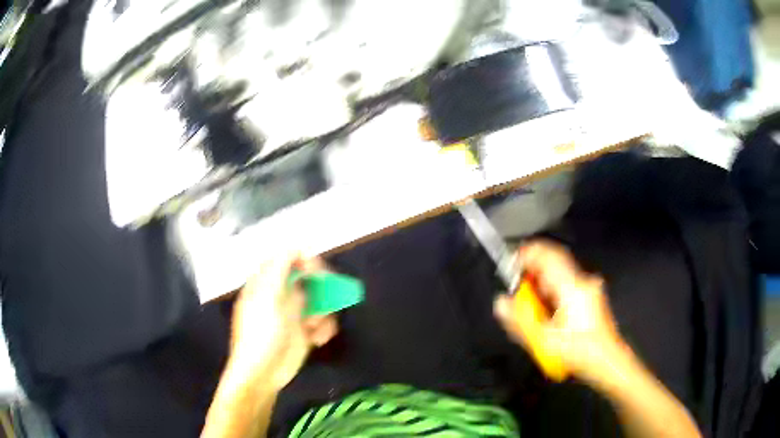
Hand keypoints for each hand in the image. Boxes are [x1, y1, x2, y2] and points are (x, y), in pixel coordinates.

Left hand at [229, 253, 338, 389]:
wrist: (262, 373)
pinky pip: (323, 322)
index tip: (317, 271)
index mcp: (267, 283)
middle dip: (320, 289)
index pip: (288, 259)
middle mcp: (281, 295)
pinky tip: (317, 339)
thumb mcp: (268, 295)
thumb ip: (281, 268)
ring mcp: (293, 314)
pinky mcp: (304, 332)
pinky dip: (324, 329)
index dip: (305, 260)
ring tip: (316, 325)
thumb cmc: (261, 332)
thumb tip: (296, 246)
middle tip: (328, 296)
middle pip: (308, 279)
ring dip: (324, 312)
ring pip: (320, 301)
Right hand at [494, 240, 625, 383]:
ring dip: (541, 284)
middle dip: (532, 272)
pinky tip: (547, 313)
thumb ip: (519, 320)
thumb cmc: (578, 352)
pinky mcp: (592, 296)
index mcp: (572, 287)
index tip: (510, 265)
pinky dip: (552, 291)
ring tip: (531, 307)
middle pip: (553, 263)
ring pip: (559, 274)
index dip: (526, 254)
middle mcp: (582, 281)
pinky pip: (566, 284)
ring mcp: (589, 287)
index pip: (547, 255)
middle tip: (517, 291)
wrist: (608, 362)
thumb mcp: (544, 341)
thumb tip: (500, 302)